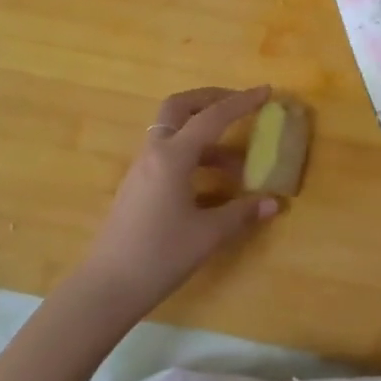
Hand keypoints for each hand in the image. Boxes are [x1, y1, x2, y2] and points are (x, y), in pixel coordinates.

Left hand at [75, 86, 279, 324]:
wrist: (106, 289)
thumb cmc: (159, 256)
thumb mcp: (208, 235)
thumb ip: (242, 213)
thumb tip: (274, 202)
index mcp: (172, 157)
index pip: (212, 117)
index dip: (242, 102)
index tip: (266, 91)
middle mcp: (154, 153)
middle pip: (179, 107)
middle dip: (210, 99)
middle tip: (239, 106)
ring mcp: (142, 169)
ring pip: (173, 132)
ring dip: (205, 134)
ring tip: (238, 161)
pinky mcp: (138, 186)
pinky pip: (169, 155)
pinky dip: (194, 156)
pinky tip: (213, 183)